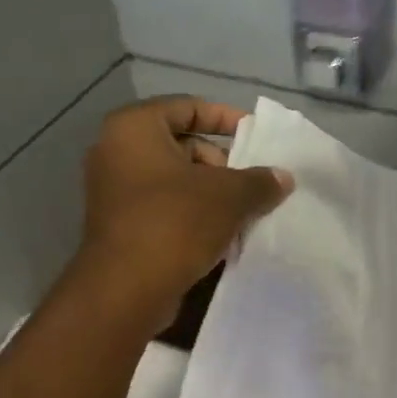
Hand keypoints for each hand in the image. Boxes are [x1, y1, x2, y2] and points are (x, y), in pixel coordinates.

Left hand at [75, 96, 291, 325]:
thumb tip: (282, 178)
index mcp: (134, 128)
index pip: (187, 107)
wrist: (126, 290)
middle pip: (182, 146)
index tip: (256, 137)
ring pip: (175, 181)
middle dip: (222, 164)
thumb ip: (259, 181)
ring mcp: (114, 191)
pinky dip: (192, 215)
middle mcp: (116, 152)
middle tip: (251, 185)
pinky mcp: (120, 225)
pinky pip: (164, 208)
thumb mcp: (229, 196)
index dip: (226, 118)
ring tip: (243, 214)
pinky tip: (221, 236)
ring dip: (211, 194)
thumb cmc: (175, 223)